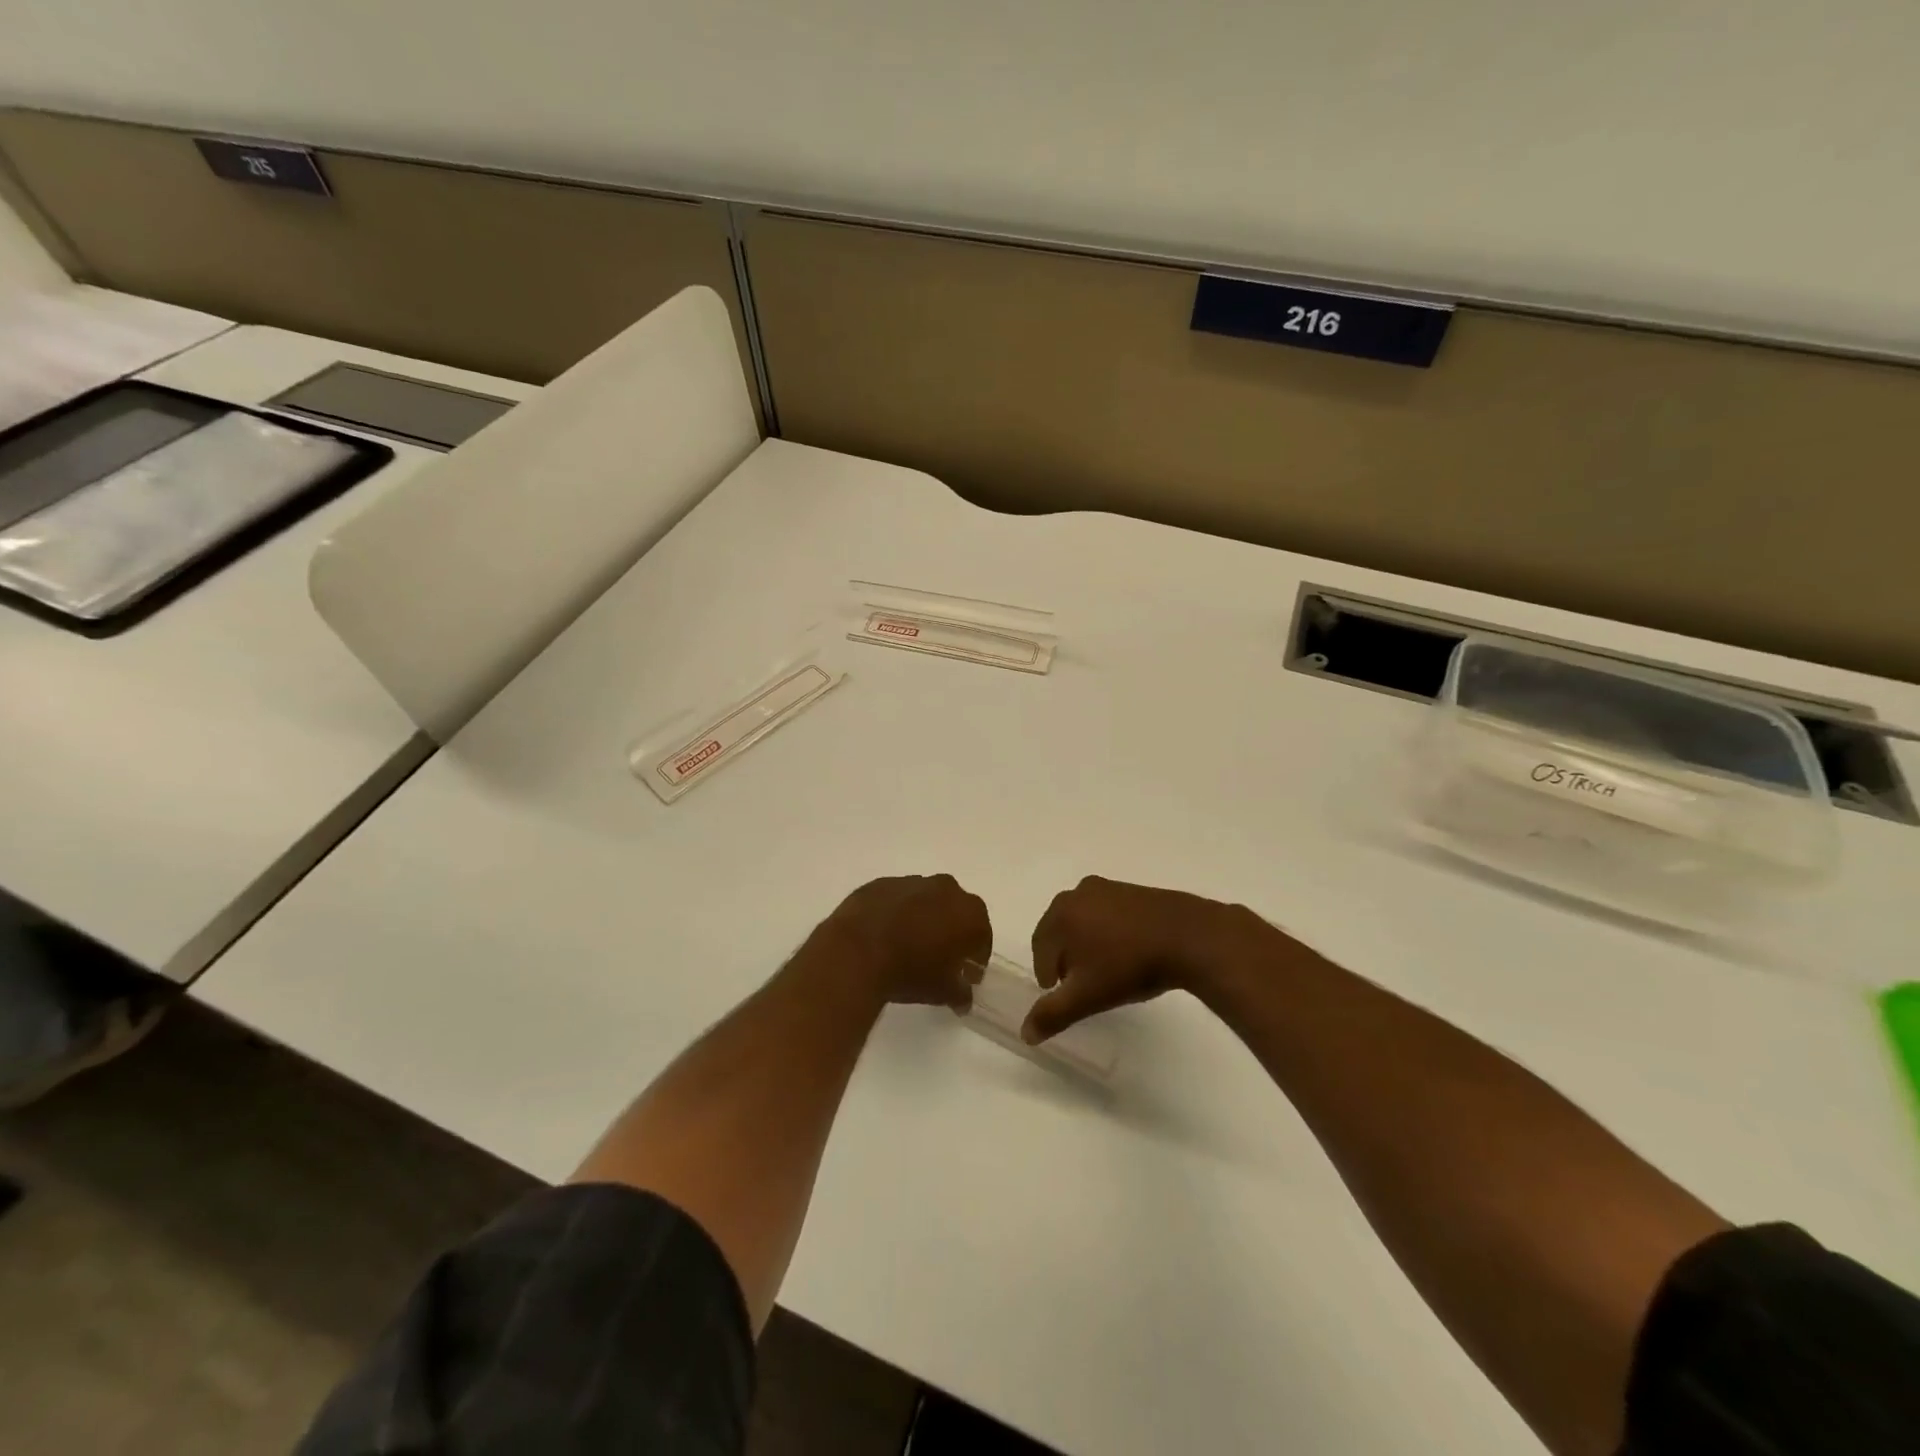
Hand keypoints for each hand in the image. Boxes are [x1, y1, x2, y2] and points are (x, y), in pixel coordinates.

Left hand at [810, 874, 992, 1010]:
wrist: (856, 952)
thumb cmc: (910, 971)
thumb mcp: (942, 992)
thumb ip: (960, 993)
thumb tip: (964, 998)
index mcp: (970, 913)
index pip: (982, 936)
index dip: (975, 957)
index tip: (965, 974)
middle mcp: (946, 889)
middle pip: (956, 911)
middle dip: (951, 931)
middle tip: (939, 958)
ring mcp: (912, 881)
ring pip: (926, 901)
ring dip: (923, 918)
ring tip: (908, 945)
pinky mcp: (882, 883)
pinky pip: (897, 899)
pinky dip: (896, 913)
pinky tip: (884, 935)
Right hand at [1023, 876, 1267, 1043]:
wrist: (1189, 937)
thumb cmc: (1129, 965)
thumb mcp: (1086, 997)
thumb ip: (1052, 1014)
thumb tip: (1025, 1033)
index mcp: (1060, 912)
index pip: (1040, 949)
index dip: (1048, 976)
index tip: (1064, 996)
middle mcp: (1078, 893)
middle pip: (1060, 931)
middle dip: (1067, 959)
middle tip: (1083, 985)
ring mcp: (1108, 888)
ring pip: (1085, 922)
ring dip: (1088, 945)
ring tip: (1107, 971)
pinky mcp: (1134, 891)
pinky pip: (1109, 915)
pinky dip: (1111, 933)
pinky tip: (1129, 954)